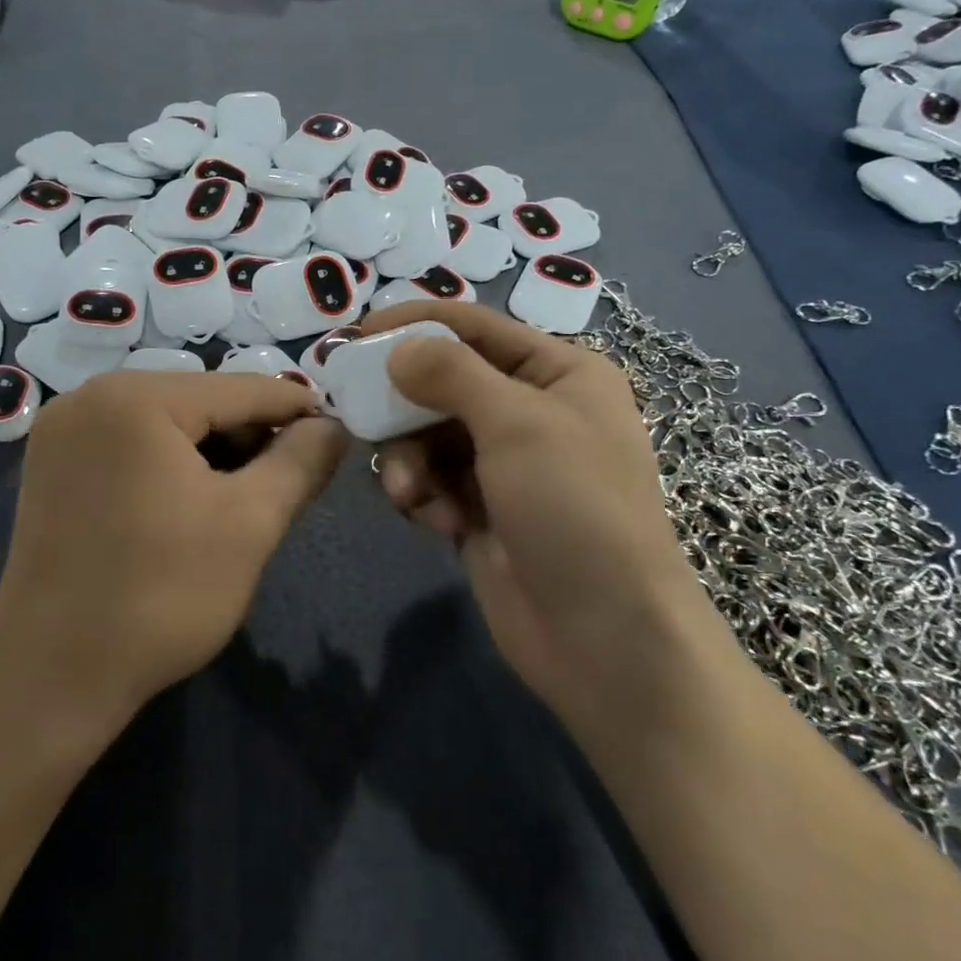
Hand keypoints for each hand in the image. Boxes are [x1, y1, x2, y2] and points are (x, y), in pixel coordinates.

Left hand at [0, 370, 348, 735]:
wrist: (51, 678)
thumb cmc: (161, 596)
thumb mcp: (251, 523)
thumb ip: (301, 462)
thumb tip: (333, 427)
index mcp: (136, 398)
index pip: (241, 388)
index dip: (296, 408)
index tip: (337, 430)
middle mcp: (91, 396)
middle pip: (200, 401)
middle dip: (251, 435)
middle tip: (291, 478)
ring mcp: (63, 430)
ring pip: (166, 422)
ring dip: (214, 450)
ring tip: (247, 495)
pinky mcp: (52, 464)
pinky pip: (131, 443)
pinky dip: (171, 462)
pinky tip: (193, 501)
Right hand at [364, 302, 707, 732]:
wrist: (604, 635)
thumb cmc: (573, 507)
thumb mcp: (517, 423)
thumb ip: (450, 374)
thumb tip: (397, 348)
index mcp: (558, 373)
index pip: (475, 327)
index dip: (415, 325)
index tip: (355, 334)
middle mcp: (532, 410)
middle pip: (444, 383)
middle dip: (406, 408)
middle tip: (362, 419)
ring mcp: (505, 464)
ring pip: (429, 436)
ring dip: (411, 460)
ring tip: (411, 494)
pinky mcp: (480, 509)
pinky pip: (432, 480)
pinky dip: (424, 496)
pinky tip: (436, 522)